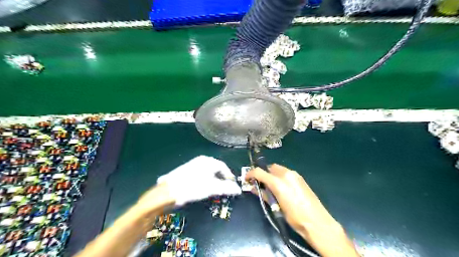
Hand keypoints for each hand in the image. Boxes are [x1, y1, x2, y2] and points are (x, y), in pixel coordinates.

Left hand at [157, 155, 240, 206]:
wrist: (168, 192)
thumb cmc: (193, 187)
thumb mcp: (212, 188)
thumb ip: (227, 188)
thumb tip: (238, 189)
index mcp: (208, 161)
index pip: (223, 167)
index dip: (229, 176)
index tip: (231, 185)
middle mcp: (200, 160)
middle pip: (215, 168)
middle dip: (221, 178)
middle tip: (223, 188)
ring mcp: (192, 164)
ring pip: (207, 172)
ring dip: (212, 180)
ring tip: (213, 190)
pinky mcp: (185, 171)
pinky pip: (199, 174)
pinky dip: (204, 180)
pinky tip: (201, 188)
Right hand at [246, 165, 337, 234]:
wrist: (317, 222)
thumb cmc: (294, 217)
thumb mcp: (276, 207)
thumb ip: (264, 195)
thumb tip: (254, 188)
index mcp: (278, 182)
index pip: (259, 172)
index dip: (250, 174)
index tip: (246, 178)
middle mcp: (286, 174)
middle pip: (270, 167)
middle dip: (264, 173)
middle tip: (261, 184)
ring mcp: (295, 175)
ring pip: (279, 169)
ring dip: (272, 175)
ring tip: (272, 187)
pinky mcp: (301, 178)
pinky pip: (287, 173)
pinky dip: (281, 177)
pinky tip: (283, 188)